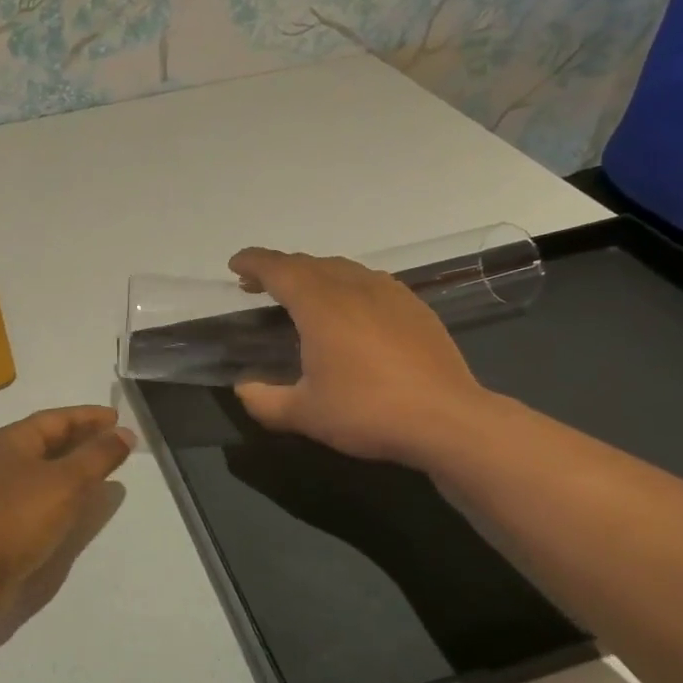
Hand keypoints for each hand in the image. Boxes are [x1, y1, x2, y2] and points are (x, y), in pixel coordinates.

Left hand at [0, 406, 130, 608]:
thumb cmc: (20, 516)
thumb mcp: (67, 481)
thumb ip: (98, 455)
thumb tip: (125, 433)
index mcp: (13, 439)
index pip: (57, 418)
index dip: (89, 416)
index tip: (119, 418)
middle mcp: (4, 458)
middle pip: (50, 439)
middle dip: (84, 439)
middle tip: (117, 442)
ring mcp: (1, 489)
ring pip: (46, 467)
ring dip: (75, 465)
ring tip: (105, 468)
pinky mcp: (4, 518)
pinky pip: (41, 492)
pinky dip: (64, 489)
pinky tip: (79, 501)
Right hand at [227, 248, 493, 468]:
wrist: (447, 419)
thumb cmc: (367, 412)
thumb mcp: (304, 414)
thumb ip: (264, 400)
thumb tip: (244, 388)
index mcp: (320, 304)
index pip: (279, 269)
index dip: (253, 262)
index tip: (235, 264)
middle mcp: (353, 287)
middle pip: (309, 264)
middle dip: (279, 269)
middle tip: (257, 285)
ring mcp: (389, 293)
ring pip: (342, 269)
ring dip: (313, 275)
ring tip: (300, 295)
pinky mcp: (414, 307)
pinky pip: (369, 282)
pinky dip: (345, 285)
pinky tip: (348, 310)